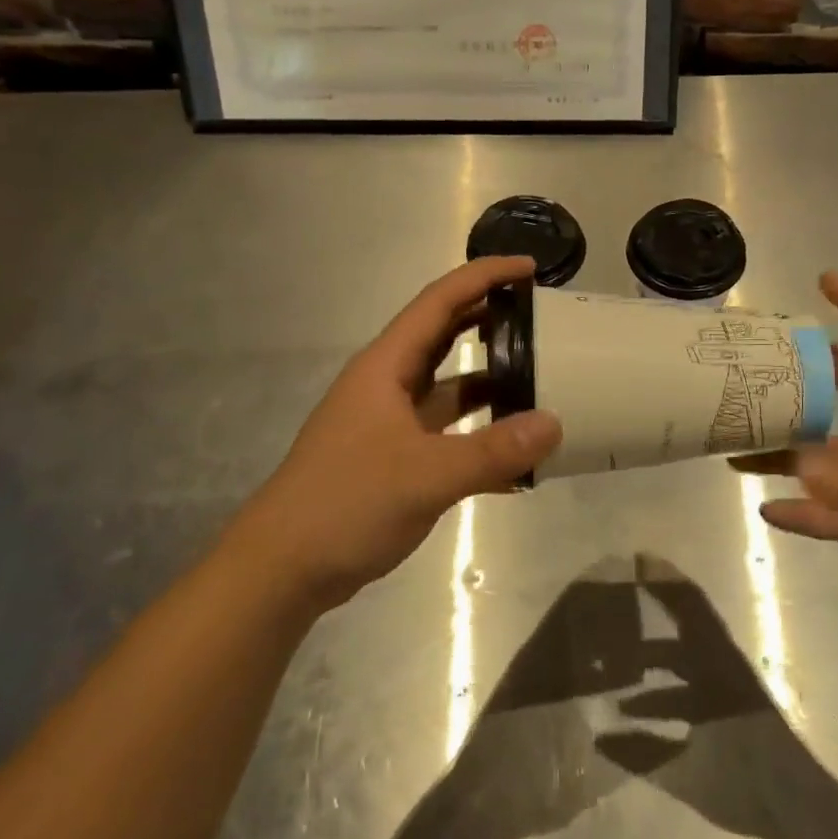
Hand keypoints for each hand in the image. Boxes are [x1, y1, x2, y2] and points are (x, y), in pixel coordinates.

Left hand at [240, 256, 560, 607]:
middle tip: (541, 318)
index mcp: (386, 366)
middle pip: (444, 335)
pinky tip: (517, 455)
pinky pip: (448, 433)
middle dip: (490, 319)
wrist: (281, 570)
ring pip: (448, 386)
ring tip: (540, 378)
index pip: (440, 301)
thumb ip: (494, 451)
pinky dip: (480, 435)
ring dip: (490, 380)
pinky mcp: (395, 458)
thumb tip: (555, 424)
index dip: (484, 276)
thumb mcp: (426, 475)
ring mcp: (390, 422)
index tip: (529, 268)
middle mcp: (388, 384)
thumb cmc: (346, 503)